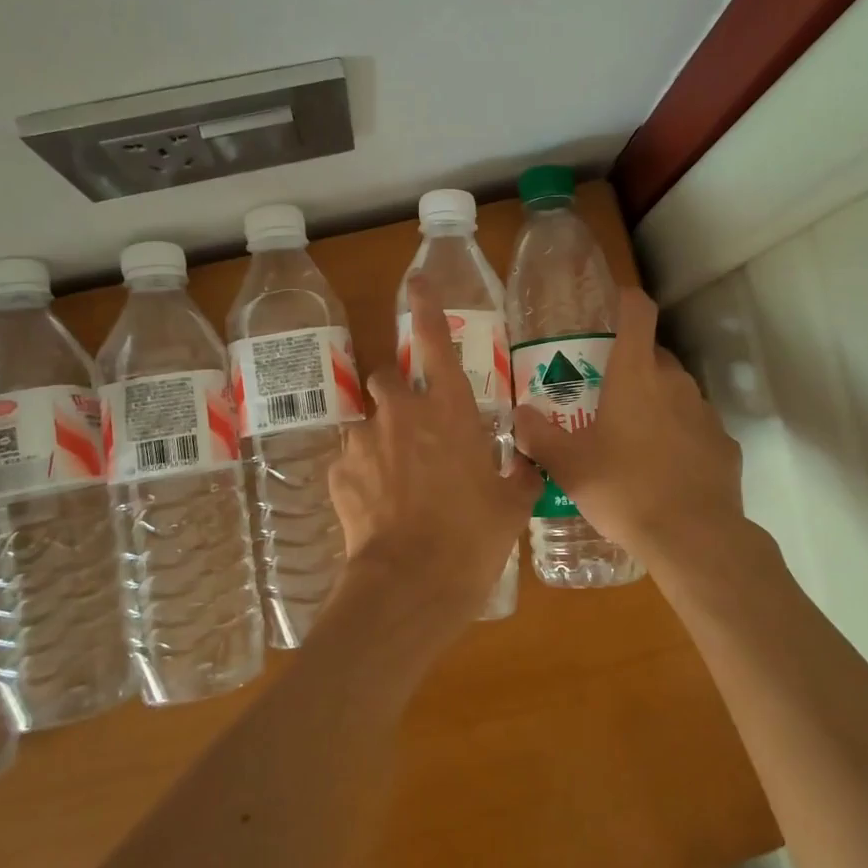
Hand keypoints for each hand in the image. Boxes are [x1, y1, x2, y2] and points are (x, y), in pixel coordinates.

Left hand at [328, 280, 541, 645]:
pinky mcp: (340, 473)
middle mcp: (403, 413)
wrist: (412, 584)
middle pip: (387, 377)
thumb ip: (521, 474)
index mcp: (450, 411)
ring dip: (380, 434)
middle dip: (397, 392)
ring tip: (395, 473)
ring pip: (366, 419)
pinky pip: (350, 460)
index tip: (416, 284)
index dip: (425, 309)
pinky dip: (363, 472)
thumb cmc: (472, 537)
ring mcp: (366, 441)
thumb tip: (527, 464)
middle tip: (414, 424)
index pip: (434, 342)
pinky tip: (377, 503)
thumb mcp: (512, 505)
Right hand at [512, 288, 745, 578]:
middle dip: (631, 365)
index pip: (638, 313)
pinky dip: (680, 437)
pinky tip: (665, 469)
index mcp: (636, 375)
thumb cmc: (624, 489)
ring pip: (676, 392)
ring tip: (632, 437)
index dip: (626, 300)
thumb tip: (521, 417)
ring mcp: (705, 413)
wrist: (693, 538)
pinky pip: (696, 429)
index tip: (612, 305)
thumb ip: (540, 436)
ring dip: (656, 402)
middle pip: (654, 355)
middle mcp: (675, 383)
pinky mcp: (725, 445)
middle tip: (605, 393)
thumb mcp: (569, 466)